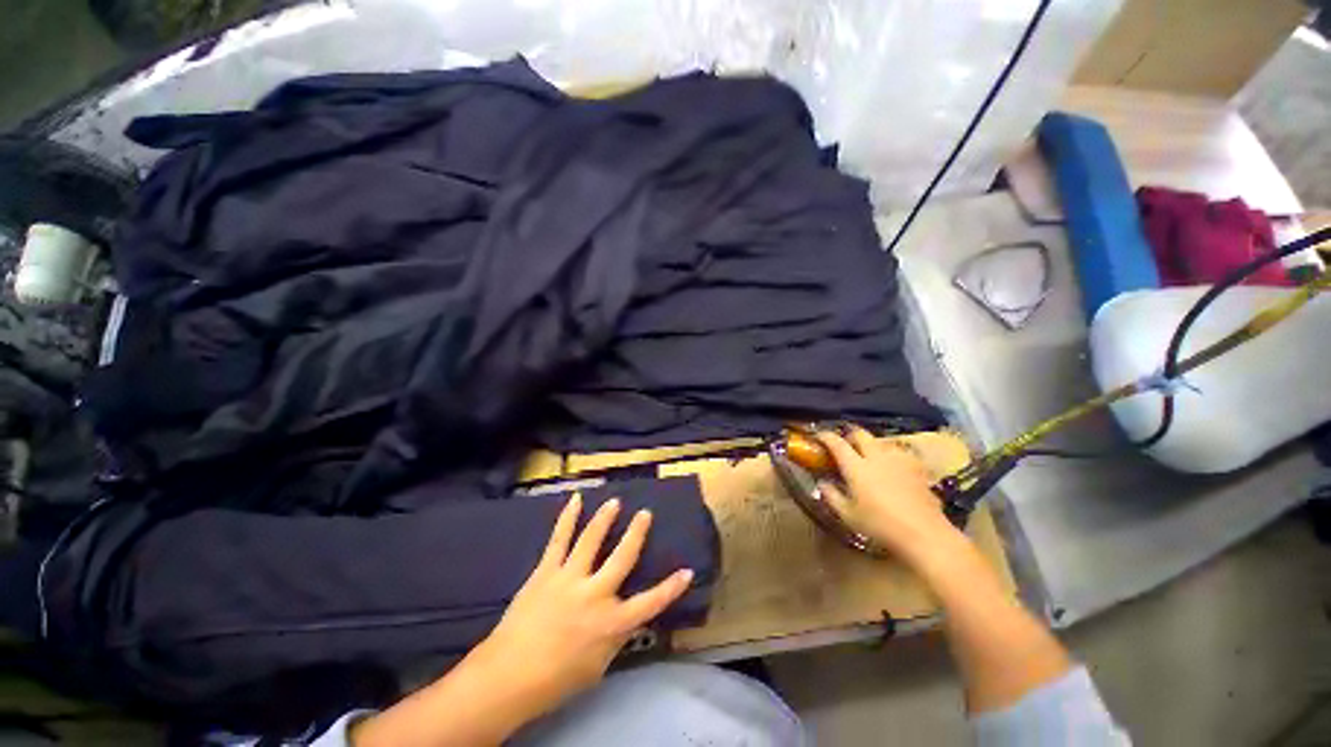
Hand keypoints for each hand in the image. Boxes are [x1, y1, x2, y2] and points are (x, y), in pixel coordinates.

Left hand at [352, 494, 692, 746]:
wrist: (508, 676)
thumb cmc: (556, 680)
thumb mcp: (597, 666)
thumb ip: (614, 638)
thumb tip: (625, 619)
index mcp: (612, 623)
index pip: (650, 604)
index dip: (671, 588)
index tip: (687, 571)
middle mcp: (595, 594)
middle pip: (622, 558)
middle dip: (636, 534)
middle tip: (645, 513)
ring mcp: (570, 578)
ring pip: (591, 540)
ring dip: (605, 518)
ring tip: (614, 501)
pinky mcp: (547, 570)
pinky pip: (559, 539)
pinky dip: (568, 517)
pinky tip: (575, 499)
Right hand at [815, 427, 963, 567]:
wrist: (924, 533)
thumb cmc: (880, 525)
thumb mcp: (848, 515)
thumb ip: (832, 496)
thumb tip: (822, 483)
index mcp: (856, 466)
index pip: (837, 443)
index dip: (826, 436)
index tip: (819, 436)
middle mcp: (876, 457)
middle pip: (860, 434)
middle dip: (850, 435)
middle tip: (845, 444)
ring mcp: (898, 460)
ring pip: (880, 441)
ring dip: (871, 444)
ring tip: (868, 455)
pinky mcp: (916, 468)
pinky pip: (899, 453)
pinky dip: (890, 455)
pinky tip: (892, 466)